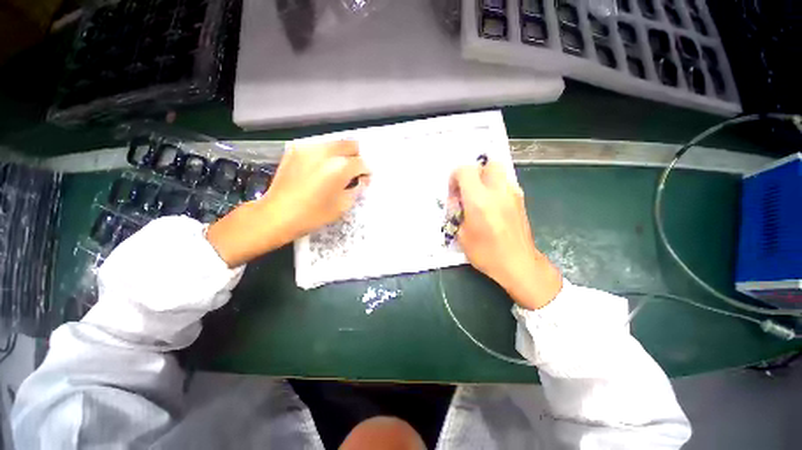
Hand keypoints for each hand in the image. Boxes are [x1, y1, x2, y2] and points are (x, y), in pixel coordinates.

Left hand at [207, 140, 368, 266]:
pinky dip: (325, 155)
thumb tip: (360, 180)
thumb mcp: (342, 206)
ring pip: (334, 143)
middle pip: (350, 144)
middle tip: (353, 171)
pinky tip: (321, 169)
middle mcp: (325, 152)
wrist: (276, 215)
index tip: (364, 179)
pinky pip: (318, 147)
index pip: (362, 162)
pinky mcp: (296, 150)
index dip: (366, 171)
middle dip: (356, 157)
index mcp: (339, 167)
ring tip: (337, 170)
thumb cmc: (313, 215)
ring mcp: (309, 148)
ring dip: (341, 154)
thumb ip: (356, 189)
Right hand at [449, 162, 561, 309]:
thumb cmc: (486, 253)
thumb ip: (457, 214)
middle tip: (468, 191)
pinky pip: (505, 184)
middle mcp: (498, 191)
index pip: (465, 171)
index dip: (455, 178)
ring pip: (498, 172)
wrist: (519, 264)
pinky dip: (496, 188)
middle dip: (474, 174)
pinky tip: (492, 206)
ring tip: (480, 199)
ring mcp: (513, 194)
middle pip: (487, 164)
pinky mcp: (521, 200)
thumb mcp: (461, 235)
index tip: (454, 194)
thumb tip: (458, 203)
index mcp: (479, 200)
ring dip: (486, 180)